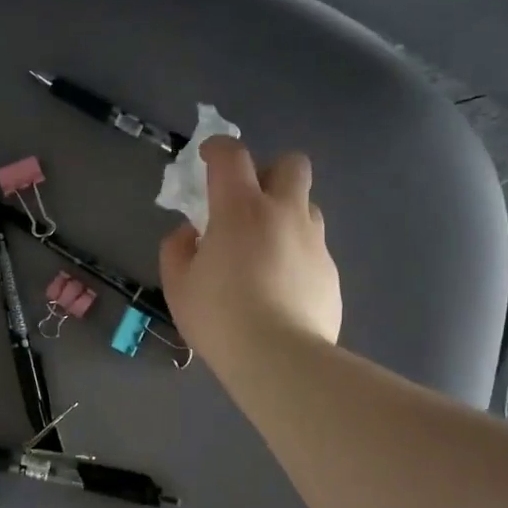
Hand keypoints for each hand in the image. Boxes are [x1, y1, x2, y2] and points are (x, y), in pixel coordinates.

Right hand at [160, 138, 340, 374]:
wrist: (279, 358)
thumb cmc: (220, 316)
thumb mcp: (178, 285)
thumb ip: (177, 249)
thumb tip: (190, 234)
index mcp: (241, 208)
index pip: (232, 155)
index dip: (217, 148)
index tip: (206, 160)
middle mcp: (284, 213)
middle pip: (291, 164)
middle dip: (270, 172)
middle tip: (248, 203)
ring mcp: (313, 242)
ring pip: (307, 206)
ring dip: (286, 214)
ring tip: (265, 250)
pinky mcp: (330, 272)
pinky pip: (313, 249)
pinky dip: (296, 255)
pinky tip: (281, 288)